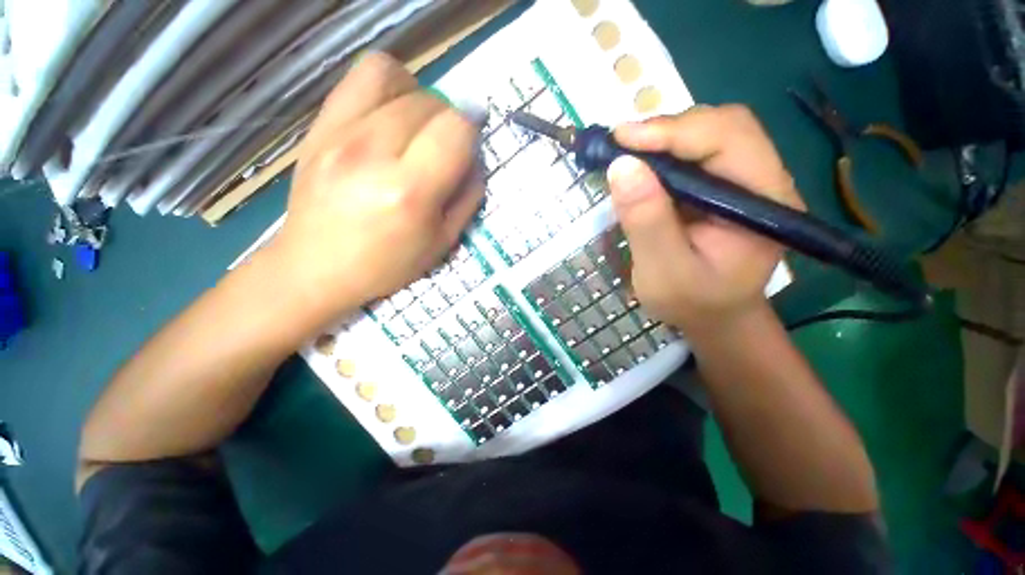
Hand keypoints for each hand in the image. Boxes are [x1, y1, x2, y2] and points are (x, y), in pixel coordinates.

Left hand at [271, 53, 483, 319]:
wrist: (315, 267)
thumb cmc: (387, 264)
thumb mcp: (442, 242)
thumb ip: (468, 198)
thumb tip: (475, 159)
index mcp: (409, 191)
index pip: (456, 128)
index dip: (471, 133)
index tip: (468, 150)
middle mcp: (373, 152)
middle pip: (429, 101)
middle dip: (449, 121)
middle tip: (443, 148)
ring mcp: (339, 133)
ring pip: (394, 76)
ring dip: (418, 97)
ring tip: (416, 126)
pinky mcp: (319, 127)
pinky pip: (359, 78)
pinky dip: (386, 87)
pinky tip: (388, 116)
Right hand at [607, 105, 803, 332]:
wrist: (713, 316)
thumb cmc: (692, 302)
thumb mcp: (663, 271)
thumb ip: (647, 222)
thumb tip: (621, 166)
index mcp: (763, 202)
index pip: (729, 139)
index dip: (674, 131)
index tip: (621, 139)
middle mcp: (763, 180)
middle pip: (723, 126)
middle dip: (668, 130)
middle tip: (621, 146)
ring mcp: (744, 180)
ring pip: (708, 134)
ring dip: (664, 139)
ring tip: (627, 156)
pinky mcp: (723, 186)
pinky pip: (695, 154)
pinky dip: (664, 152)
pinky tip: (642, 167)